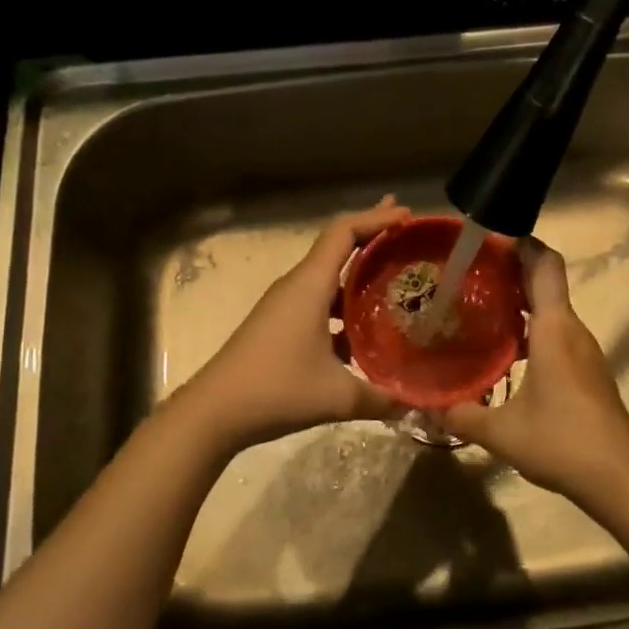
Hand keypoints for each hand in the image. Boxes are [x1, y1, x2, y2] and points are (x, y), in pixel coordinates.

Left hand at [177, 197, 410, 450]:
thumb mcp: (337, 397)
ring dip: (359, 273)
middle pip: (337, 246)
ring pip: (328, 277)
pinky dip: (344, 304)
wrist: (214, 412)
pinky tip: (365, 330)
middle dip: (372, 234)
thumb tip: (415, 404)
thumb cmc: (276, 390)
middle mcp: (297, 286)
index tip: (408, 215)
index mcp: (310, 285)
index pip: (344, 232)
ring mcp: (285, 305)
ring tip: (394, 278)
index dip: (377, 218)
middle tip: (408, 230)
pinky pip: (319, 301)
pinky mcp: (279, 325)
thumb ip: (381, 399)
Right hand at [438, 238, 628, 508]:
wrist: (620, 478)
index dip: (521, 244)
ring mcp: (585, 352)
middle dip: (511, 273)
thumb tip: (427, 409)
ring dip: (520, 305)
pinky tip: (505, 353)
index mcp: (555, 328)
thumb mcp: (501, 431)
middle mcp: (573, 331)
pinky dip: (531, 331)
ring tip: (479, 310)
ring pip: (551, 313)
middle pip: (546, 285)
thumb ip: (462, 414)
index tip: (490, 237)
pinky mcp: (588, 373)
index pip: (544, 265)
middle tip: (469, 274)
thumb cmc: (561, 440)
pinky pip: (557, 336)